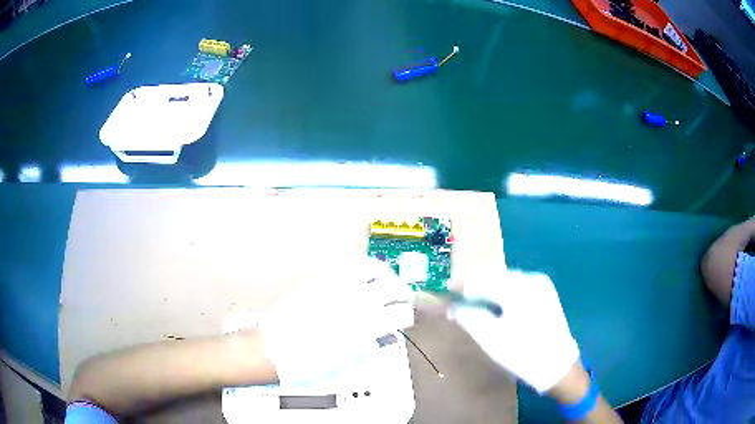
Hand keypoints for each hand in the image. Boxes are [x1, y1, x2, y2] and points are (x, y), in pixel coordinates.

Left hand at [256, 255, 414, 384]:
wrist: (277, 349)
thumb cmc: (312, 362)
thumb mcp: (349, 360)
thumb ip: (372, 345)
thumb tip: (386, 336)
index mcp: (367, 326)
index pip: (402, 313)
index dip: (408, 316)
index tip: (406, 318)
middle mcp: (357, 302)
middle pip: (394, 288)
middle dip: (403, 293)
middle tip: (402, 298)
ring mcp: (339, 287)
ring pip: (373, 268)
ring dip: (385, 273)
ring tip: (386, 278)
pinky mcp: (322, 279)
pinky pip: (346, 264)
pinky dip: (359, 266)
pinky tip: (361, 272)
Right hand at [451, 270, 578, 392]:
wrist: (557, 366)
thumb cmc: (522, 352)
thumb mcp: (490, 338)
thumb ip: (468, 317)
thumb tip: (452, 306)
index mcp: (518, 286)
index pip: (482, 279)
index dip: (462, 286)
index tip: (446, 293)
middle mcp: (531, 278)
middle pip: (495, 277)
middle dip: (475, 288)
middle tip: (459, 303)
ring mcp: (542, 285)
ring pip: (507, 282)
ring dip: (489, 291)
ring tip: (475, 306)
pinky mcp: (547, 294)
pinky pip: (519, 288)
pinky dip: (504, 295)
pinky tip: (497, 308)